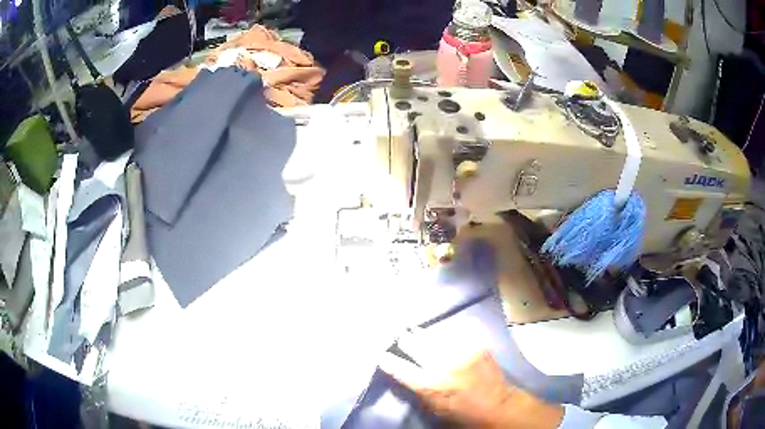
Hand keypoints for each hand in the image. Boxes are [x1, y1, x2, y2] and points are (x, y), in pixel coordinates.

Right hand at [379, 329, 563, 428]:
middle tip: (398, 335)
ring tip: (414, 331)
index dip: (388, 360)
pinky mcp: (476, 345)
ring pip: (433, 335)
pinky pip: (453, 335)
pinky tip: (442, 336)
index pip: (400, 368)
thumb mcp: (432, 408)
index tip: (382, 354)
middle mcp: (443, 365)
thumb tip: (401, 370)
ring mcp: (461, 352)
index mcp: (430, 385)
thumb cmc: (461, 414)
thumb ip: (416, 388)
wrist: (497, 406)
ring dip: (423, 335)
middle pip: (415, 344)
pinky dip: (445, 336)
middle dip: (404, 339)